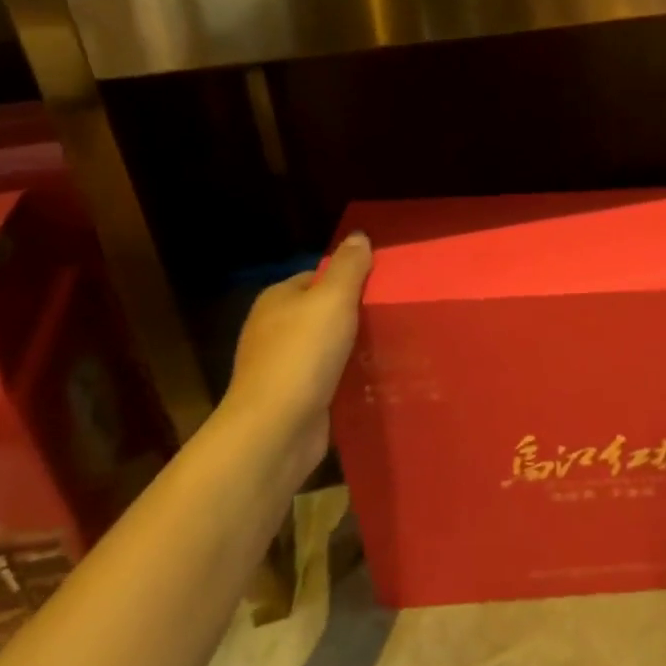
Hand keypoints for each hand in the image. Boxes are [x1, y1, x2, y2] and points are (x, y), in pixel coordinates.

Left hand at [223, 233, 371, 481]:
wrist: (275, 429)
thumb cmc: (303, 355)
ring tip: (391, 346)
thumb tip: (358, 236)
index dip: (349, 279)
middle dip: (354, 315)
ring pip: (326, 347)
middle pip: (323, 312)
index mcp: (276, 299)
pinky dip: (347, 377)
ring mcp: (281, 366)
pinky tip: (372, 378)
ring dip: (352, 348)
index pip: (317, 277)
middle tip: (392, 317)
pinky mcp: (293, 398)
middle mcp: (273, 329)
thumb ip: (348, 266)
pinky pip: (327, 377)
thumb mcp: (332, 299)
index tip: (382, 288)